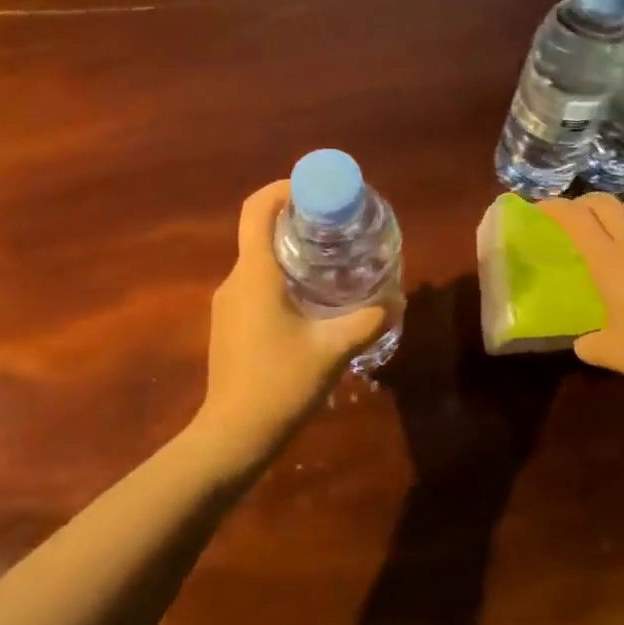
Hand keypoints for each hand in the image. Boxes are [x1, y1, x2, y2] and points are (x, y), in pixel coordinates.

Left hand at [193, 181, 387, 470]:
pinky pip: (254, 285)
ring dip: (290, 252)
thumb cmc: (280, 384)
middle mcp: (236, 280)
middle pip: (260, 231)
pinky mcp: (228, 324)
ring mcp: (228, 303)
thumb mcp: (332, 350)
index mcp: (255, 273)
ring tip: (330, 262)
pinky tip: (309, 302)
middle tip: (336, 227)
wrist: (233, 436)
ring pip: (258, 260)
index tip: (315, 191)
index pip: (257, 209)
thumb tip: (396, 301)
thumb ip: (367, 322)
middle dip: (296, 221)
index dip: (283, 189)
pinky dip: (280, 278)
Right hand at [536, 195, 623, 393]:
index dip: (555, 208)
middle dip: (587, 202)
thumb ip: (590, 345)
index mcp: (608, 260)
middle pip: (607, 205)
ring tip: (623, 215)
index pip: (575, 220)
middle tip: (577, 212)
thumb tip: (582, 345)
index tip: (541, 209)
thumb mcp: (611, 353)